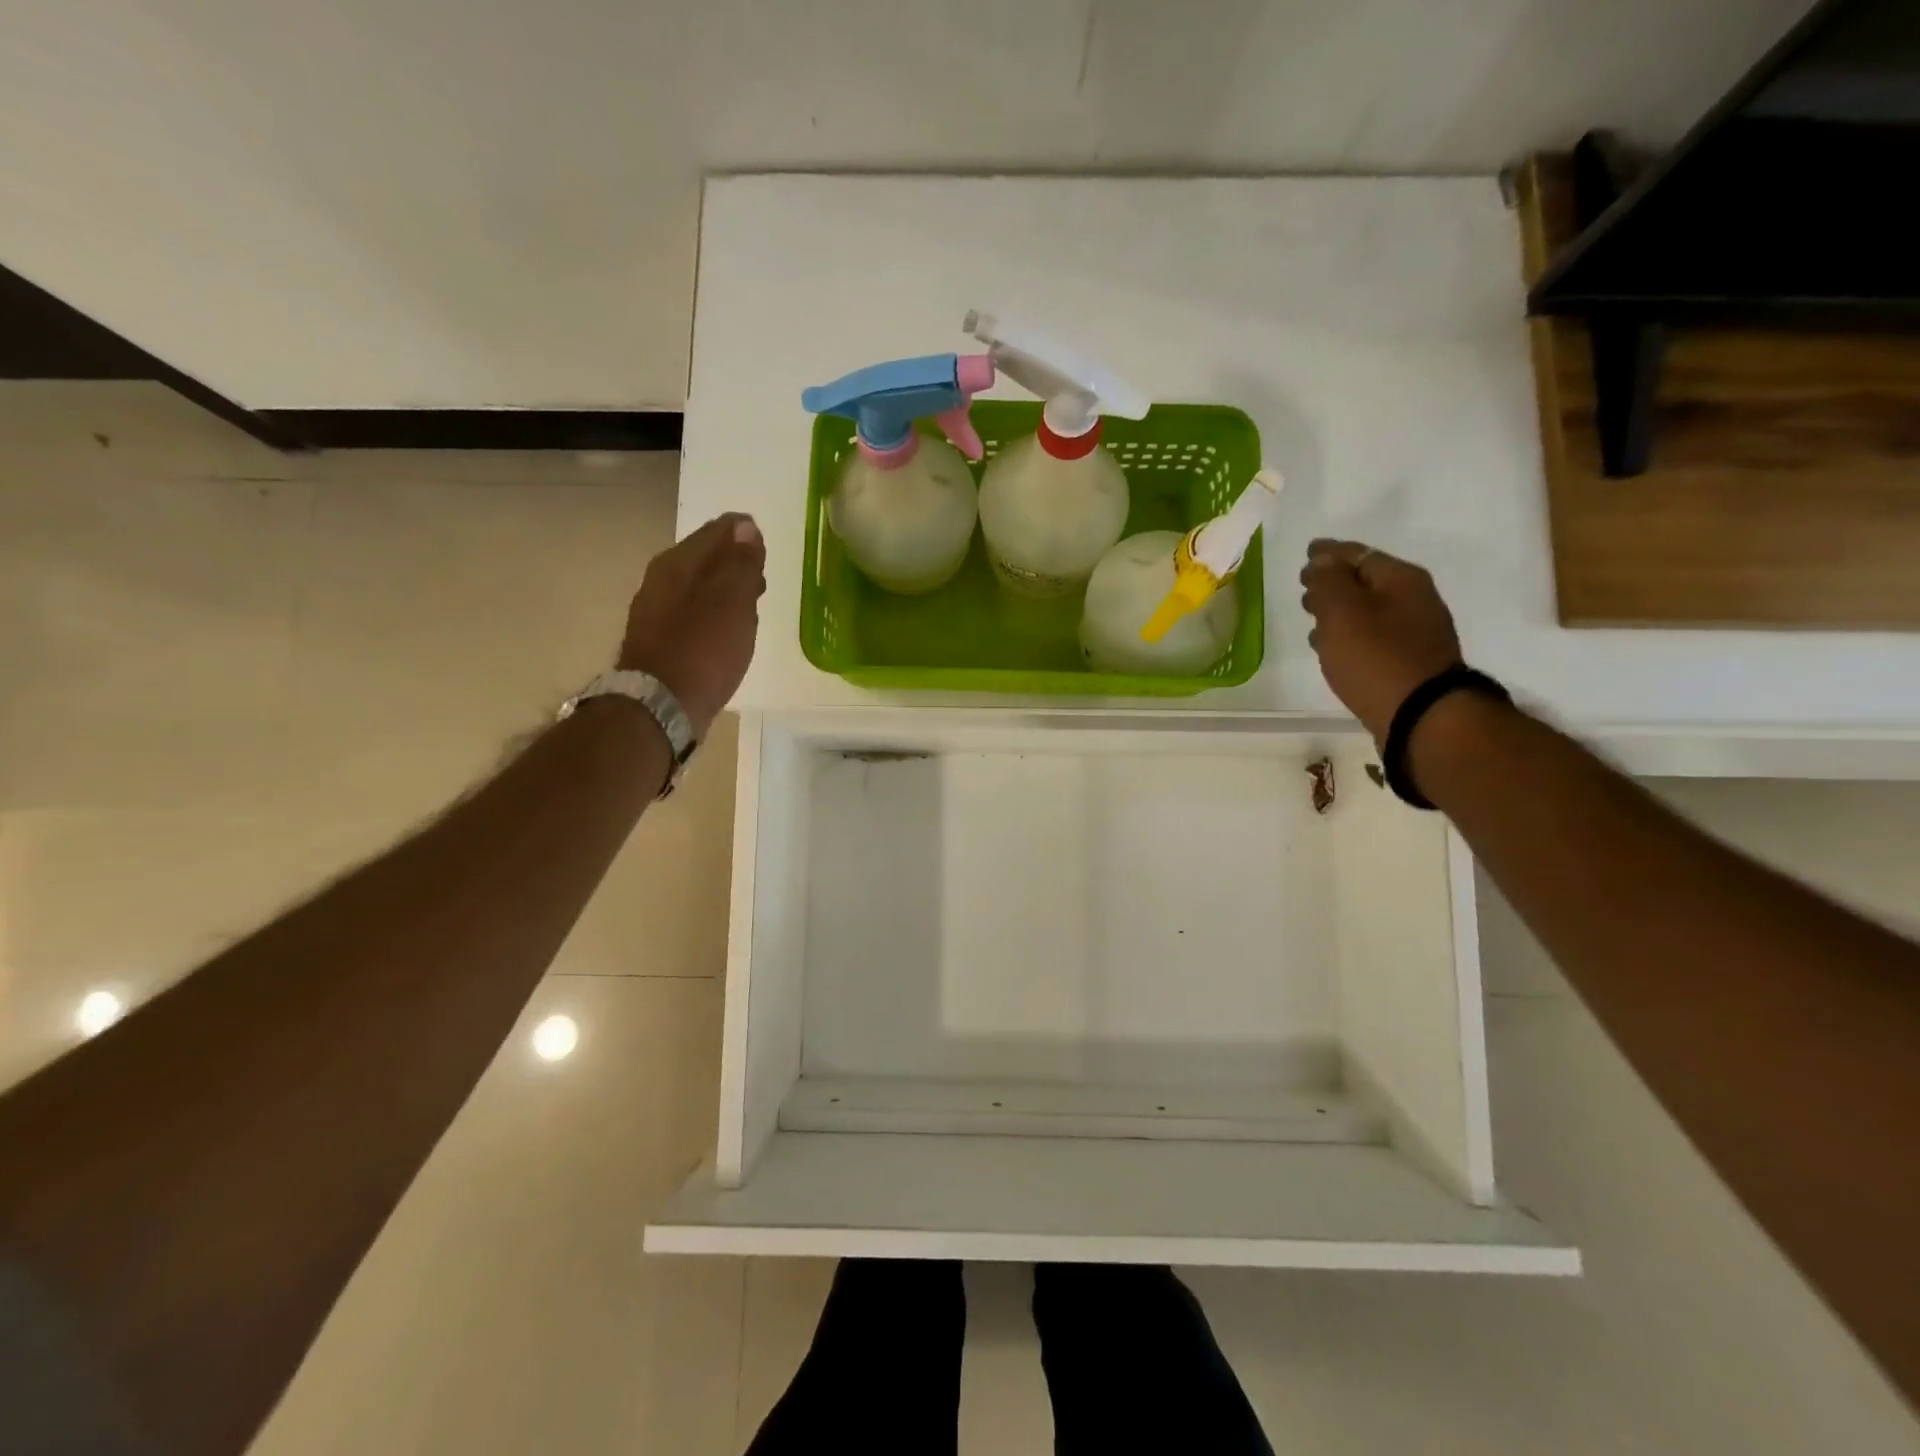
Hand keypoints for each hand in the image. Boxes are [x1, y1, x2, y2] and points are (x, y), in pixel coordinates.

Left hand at [618, 513, 766, 738]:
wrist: (661, 707)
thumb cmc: (702, 650)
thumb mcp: (731, 602)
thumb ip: (740, 563)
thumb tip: (746, 528)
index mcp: (677, 564)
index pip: (716, 532)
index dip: (744, 534)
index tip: (765, 547)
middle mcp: (661, 582)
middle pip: (705, 559)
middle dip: (734, 561)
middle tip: (761, 574)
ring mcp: (657, 614)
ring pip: (700, 588)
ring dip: (725, 590)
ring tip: (751, 604)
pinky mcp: (661, 643)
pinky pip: (694, 615)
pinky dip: (714, 615)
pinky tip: (727, 633)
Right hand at [1299, 539, 1461, 743]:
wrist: (1422, 714)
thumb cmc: (1376, 657)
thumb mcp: (1343, 612)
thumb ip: (1328, 582)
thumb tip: (1322, 560)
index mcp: (1400, 579)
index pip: (1358, 554)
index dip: (1329, 552)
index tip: (1308, 552)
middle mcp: (1414, 600)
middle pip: (1366, 581)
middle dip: (1334, 581)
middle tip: (1306, 586)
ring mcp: (1415, 632)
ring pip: (1368, 610)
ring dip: (1339, 611)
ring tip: (1312, 619)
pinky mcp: (1409, 661)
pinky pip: (1373, 637)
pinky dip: (1350, 635)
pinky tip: (1331, 647)